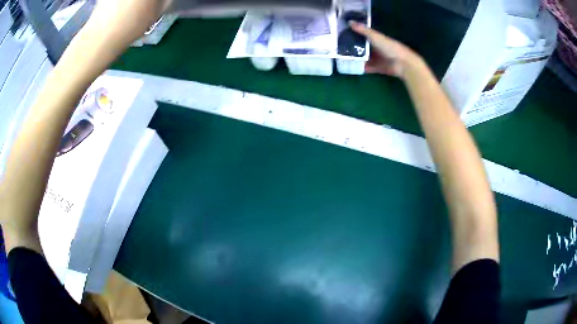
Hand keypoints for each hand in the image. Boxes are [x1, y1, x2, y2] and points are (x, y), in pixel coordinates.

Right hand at [350, 22, 421, 77]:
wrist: (402, 63)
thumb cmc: (390, 47)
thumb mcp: (375, 36)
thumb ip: (363, 30)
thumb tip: (349, 22)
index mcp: (377, 39)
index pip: (364, 36)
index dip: (355, 35)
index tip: (343, 35)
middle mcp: (377, 48)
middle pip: (363, 47)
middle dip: (354, 48)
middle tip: (341, 48)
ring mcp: (378, 59)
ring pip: (365, 58)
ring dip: (357, 58)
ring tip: (345, 58)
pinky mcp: (379, 68)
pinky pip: (369, 68)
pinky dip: (363, 68)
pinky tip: (354, 67)